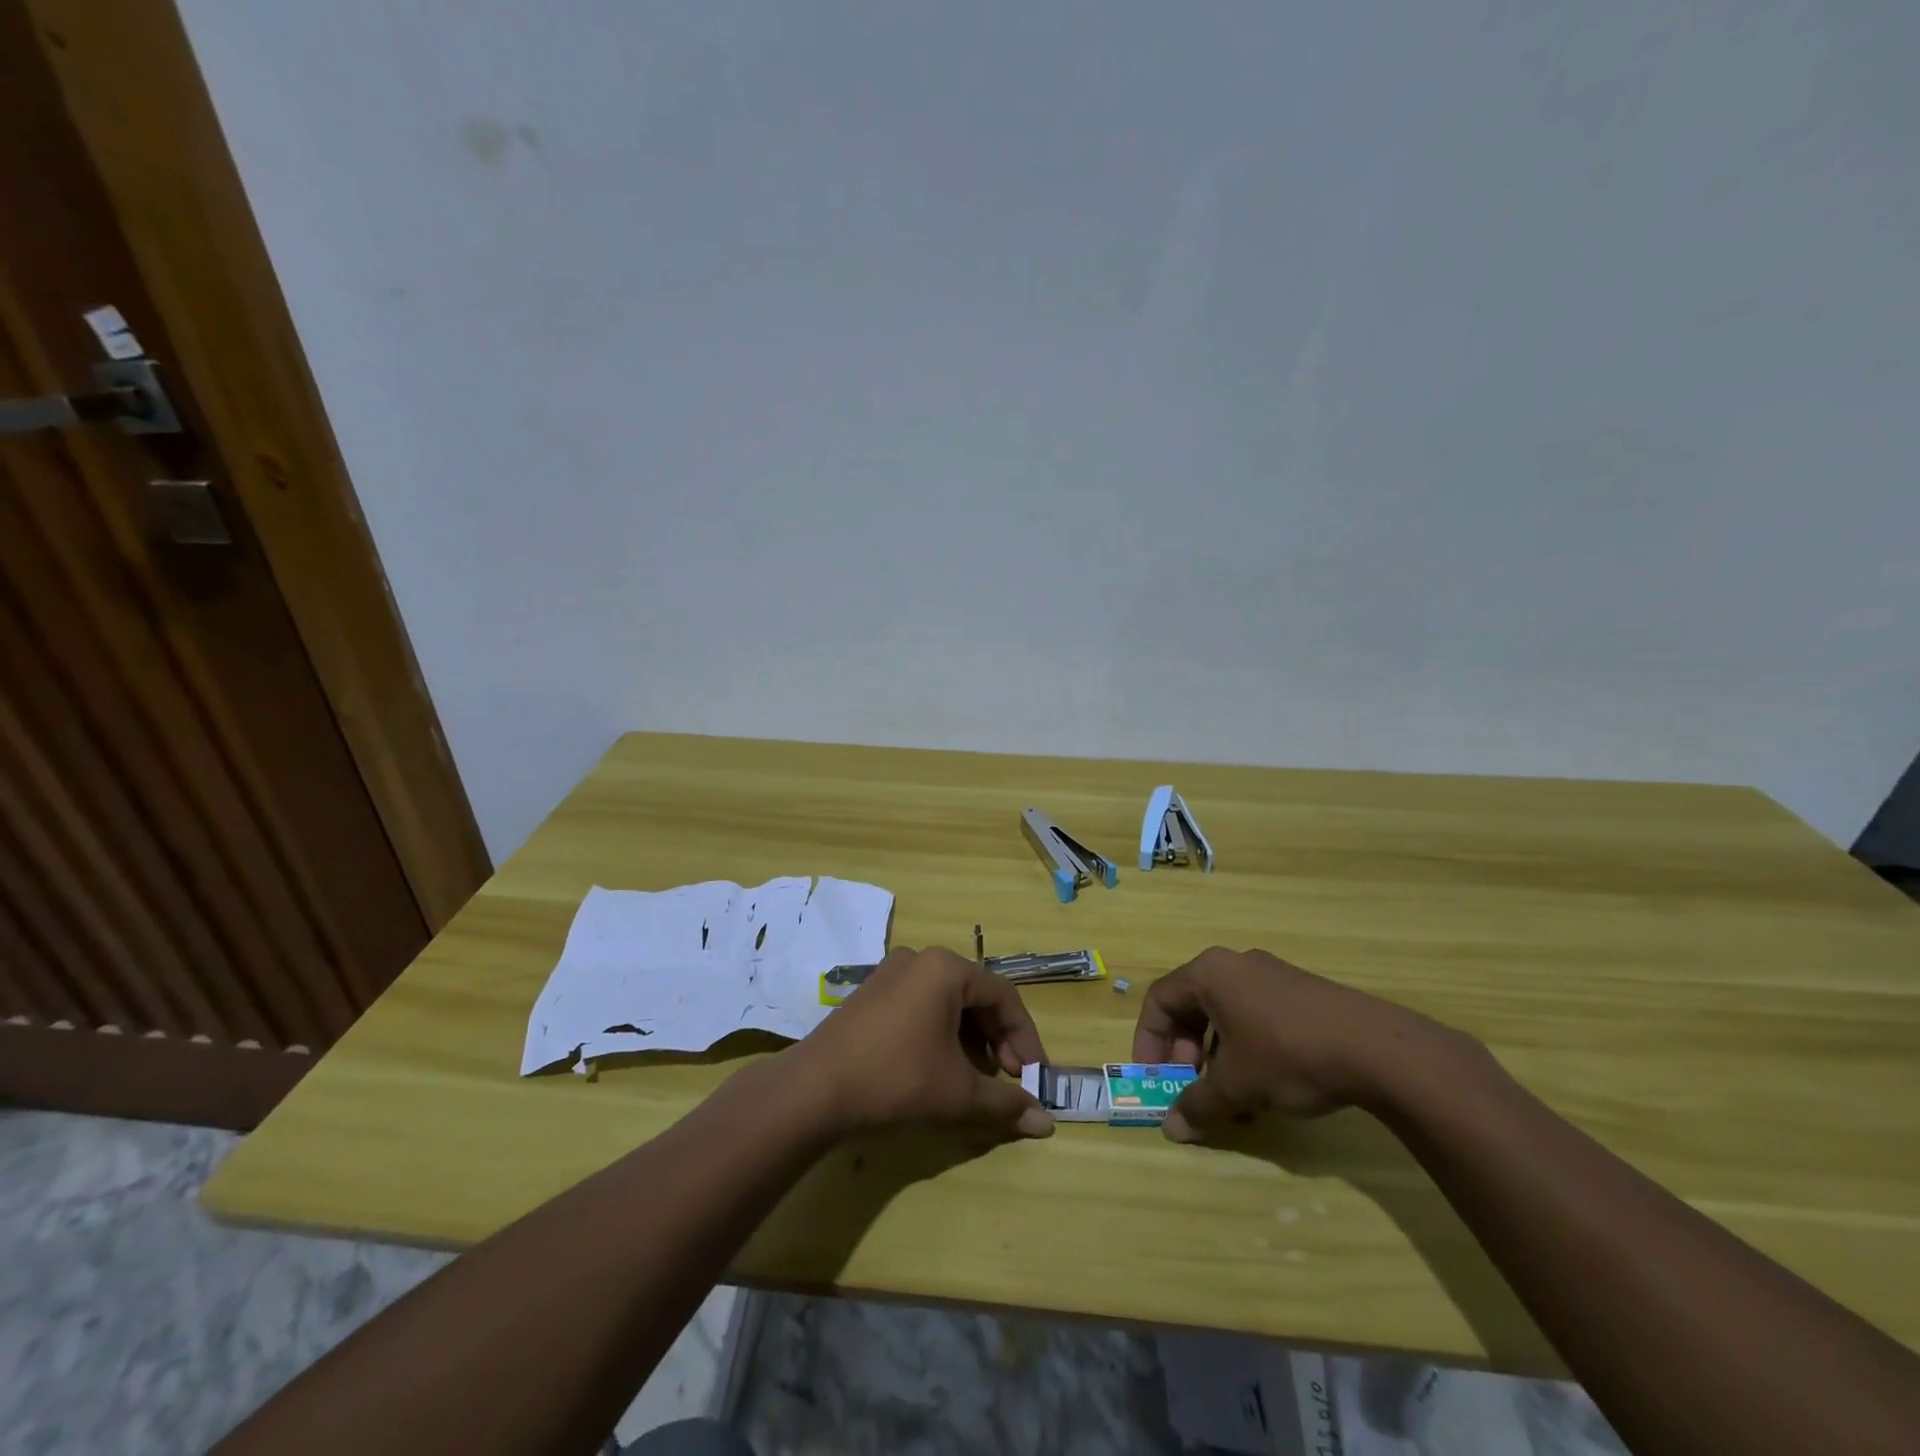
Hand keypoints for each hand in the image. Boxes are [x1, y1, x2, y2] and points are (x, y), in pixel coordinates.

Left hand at [786, 946, 1054, 1139]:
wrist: (814, 1090)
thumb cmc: (896, 1079)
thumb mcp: (957, 1093)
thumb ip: (1005, 1104)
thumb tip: (1048, 1124)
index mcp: (946, 968)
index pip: (1003, 997)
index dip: (1025, 1038)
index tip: (1035, 1076)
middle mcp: (920, 959)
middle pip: (975, 995)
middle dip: (997, 1039)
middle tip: (1008, 1078)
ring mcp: (891, 972)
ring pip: (948, 1001)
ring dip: (971, 1038)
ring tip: (976, 1077)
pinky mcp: (872, 992)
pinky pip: (921, 1004)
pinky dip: (941, 1031)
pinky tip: (940, 1065)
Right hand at [1133, 946, 1449, 1142]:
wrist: (1376, 1048)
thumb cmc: (1288, 1056)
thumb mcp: (1236, 1086)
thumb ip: (1198, 1105)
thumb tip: (1171, 1129)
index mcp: (1209, 973)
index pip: (1159, 1000)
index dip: (1148, 1041)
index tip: (1153, 1077)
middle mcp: (1234, 964)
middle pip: (1191, 1005)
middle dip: (1185, 1052)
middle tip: (1192, 1087)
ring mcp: (1271, 974)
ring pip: (1225, 1013)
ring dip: (1216, 1055)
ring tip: (1231, 1096)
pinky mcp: (1300, 990)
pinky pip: (1255, 1014)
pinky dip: (1246, 1047)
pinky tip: (1266, 1085)